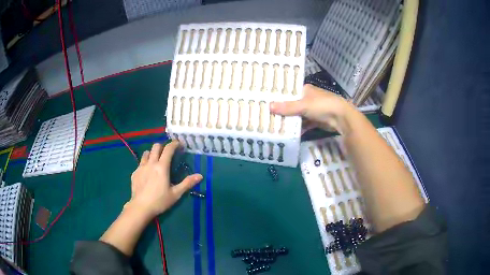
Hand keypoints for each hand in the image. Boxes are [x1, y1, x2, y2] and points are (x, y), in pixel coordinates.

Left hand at [127, 141, 202, 217]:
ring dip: (152, 153)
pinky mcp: (135, 172)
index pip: (168, 149)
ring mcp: (141, 167)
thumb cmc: (160, 201)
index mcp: (162, 167)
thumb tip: (200, 176)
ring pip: (146, 153)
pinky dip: (145, 163)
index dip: (174, 144)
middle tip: (167, 153)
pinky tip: (147, 173)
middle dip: (163, 146)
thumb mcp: (176, 194)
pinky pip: (140, 163)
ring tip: (156, 161)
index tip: (179, 144)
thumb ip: (187, 183)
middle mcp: (151, 163)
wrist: (141, 207)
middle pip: (156, 147)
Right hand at [270, 84, 354, 133]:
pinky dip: (299, 128)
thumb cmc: (322, 105)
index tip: (267, 101)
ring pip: (298, 115)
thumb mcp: (303, 105)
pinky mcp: (316, 120)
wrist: (341, 118)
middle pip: (293, 104)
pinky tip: (289, 133)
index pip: (289, 92)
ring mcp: (313, 110)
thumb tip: (269, 106)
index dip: (279, 96)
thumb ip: (287, 107)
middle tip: (268, 115)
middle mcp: (309, 98)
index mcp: (306, 90)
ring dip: (290, 120)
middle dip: (283, 111)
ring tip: (275, 125)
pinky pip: (305, 124)